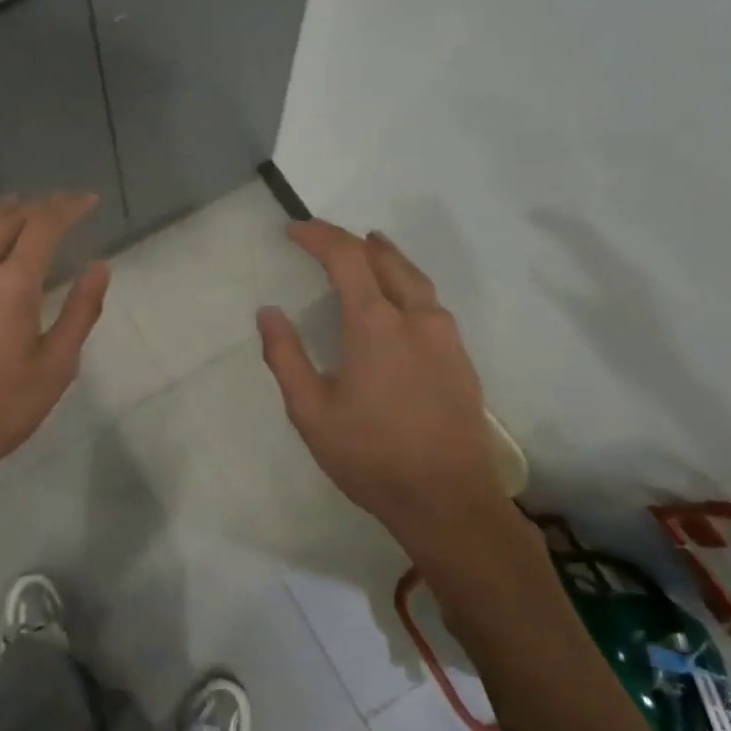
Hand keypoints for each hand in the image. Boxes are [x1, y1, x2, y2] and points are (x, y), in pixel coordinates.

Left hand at [0, 193, 107, 512]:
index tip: (89, 201)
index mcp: (10, 284)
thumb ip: (80, 312)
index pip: (43, 225)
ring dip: (3, 213)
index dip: (68, 207)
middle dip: (38, 206)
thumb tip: (99, 268)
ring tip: (21, 206)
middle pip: (7, 219)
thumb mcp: (55, 367)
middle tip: (63, 205)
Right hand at [257, 221, 510, 554]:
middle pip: (385, 258)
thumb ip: (286, 356)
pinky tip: (398, 300)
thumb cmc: (371, 456)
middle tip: (323, 238)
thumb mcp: (311, 412)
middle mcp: (417, 317)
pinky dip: (406, 283)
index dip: (318, 235)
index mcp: (377, 324)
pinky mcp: (461, 358)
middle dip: (351, 240)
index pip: (346, 257)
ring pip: (414, 277)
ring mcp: (446, 337)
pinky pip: (430, 302)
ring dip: (385, 257)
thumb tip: (269, 312)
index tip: (294, 229)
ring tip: (367, 249)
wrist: (448, 501)